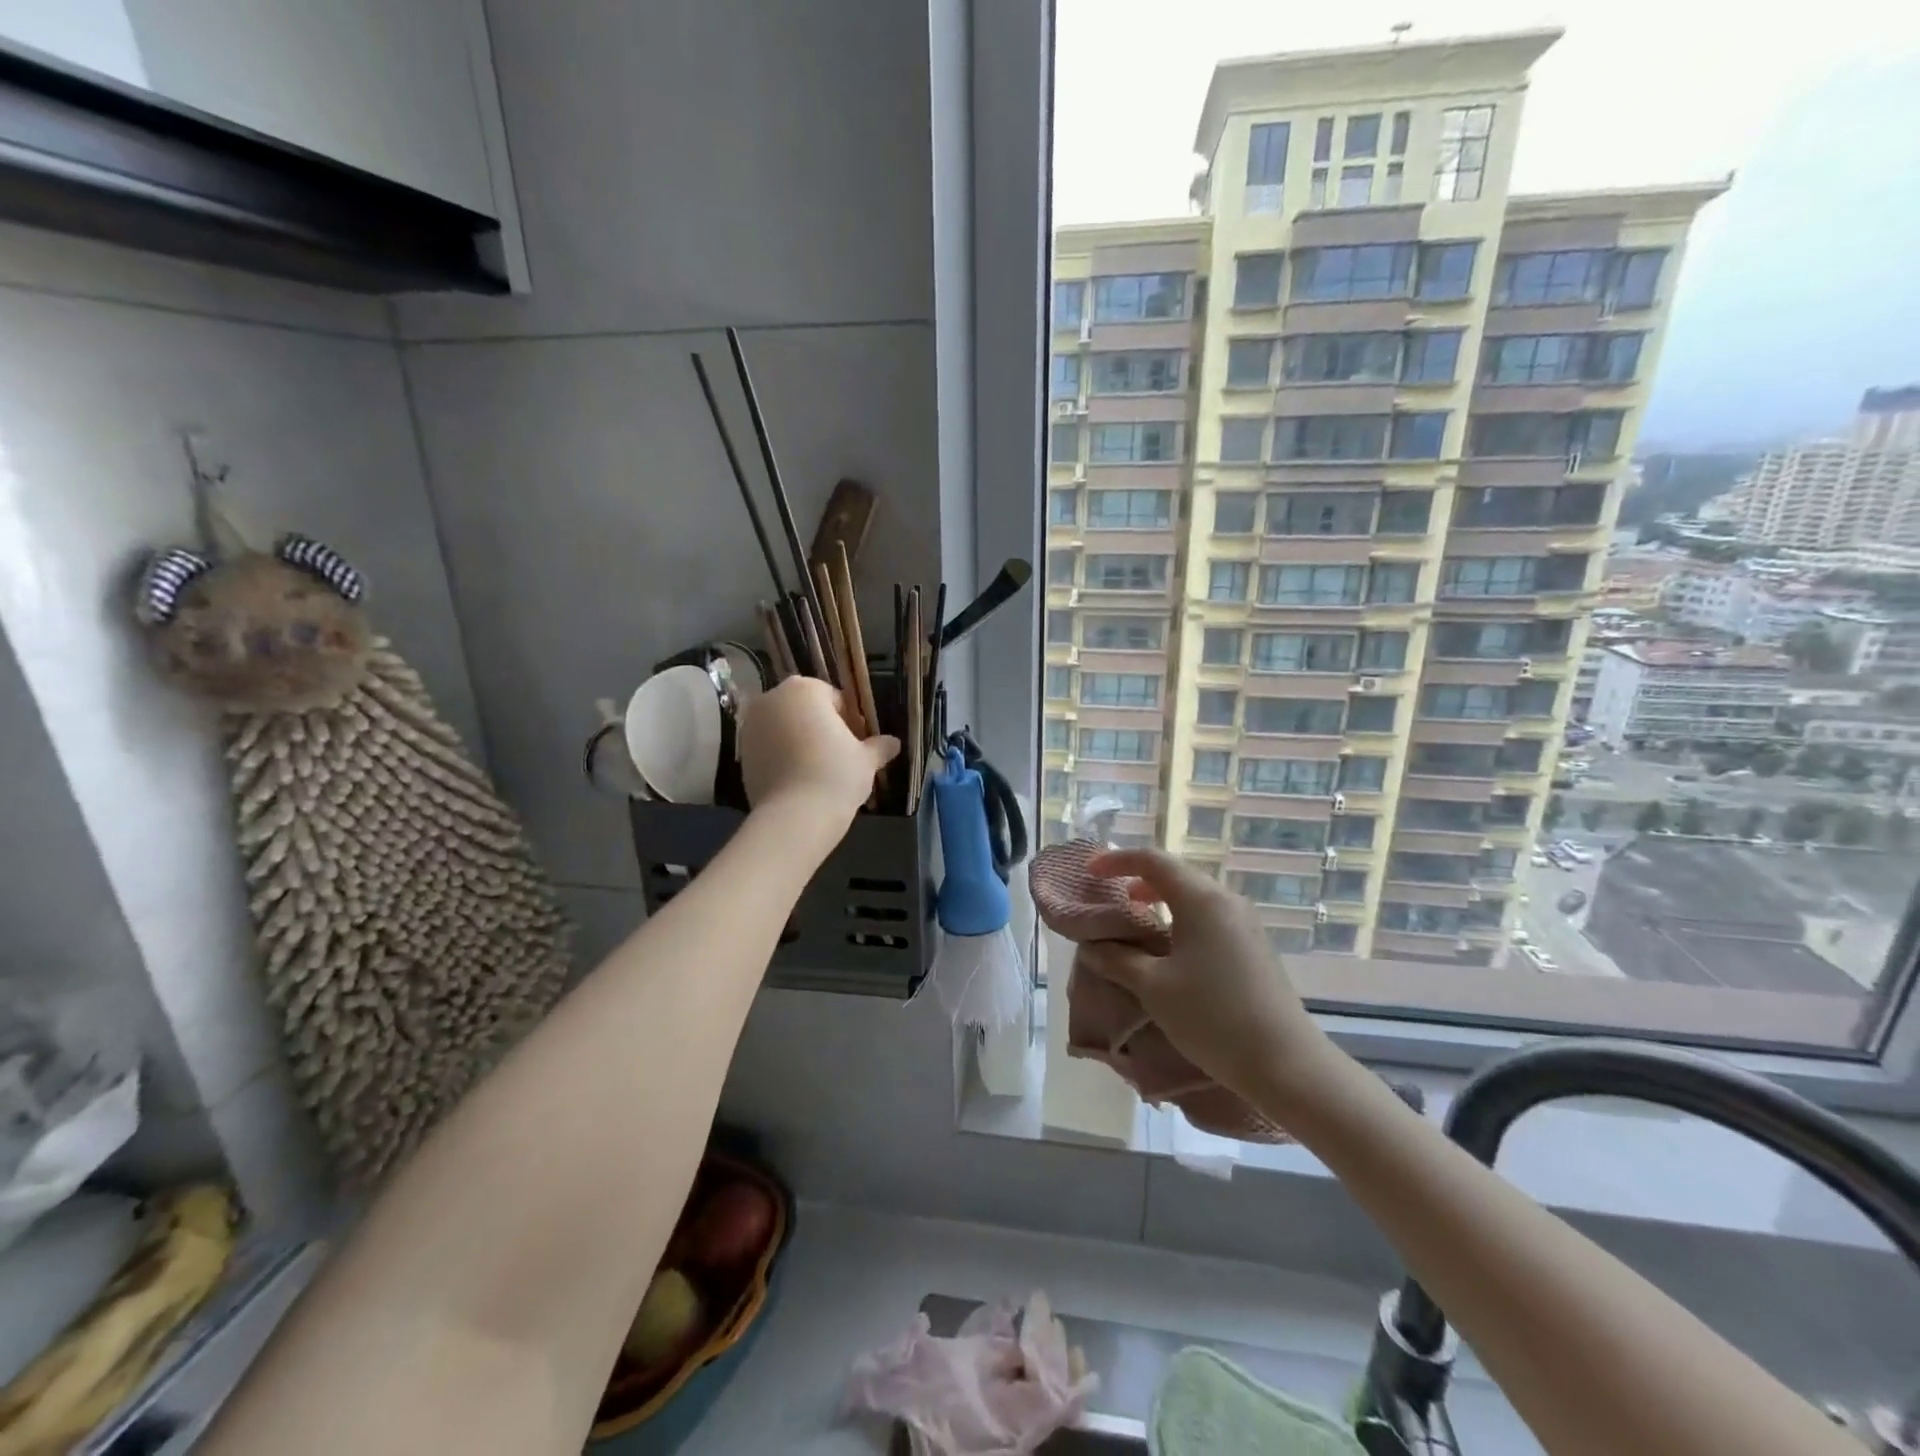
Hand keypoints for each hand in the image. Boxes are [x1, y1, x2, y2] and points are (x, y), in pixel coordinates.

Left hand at [738, 677, 897, 828]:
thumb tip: (894, 743)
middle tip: (840, 755)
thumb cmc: (836, 775)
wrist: (794, 817)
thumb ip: (879, 746)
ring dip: (800, 740)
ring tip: (819, 769)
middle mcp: (772, 699)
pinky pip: (769, 747)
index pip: (834, 698)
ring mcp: (751, 725)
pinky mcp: (740, 753)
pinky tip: (798, 779)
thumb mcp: (866, 760)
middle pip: (805, 709)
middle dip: (822, 727)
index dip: (850, 721)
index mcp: (804, 689)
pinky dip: (782, 756)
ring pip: (785, 727)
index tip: (859, 743)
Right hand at [1080, 848, 1339, 1111]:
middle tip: (1108, 897)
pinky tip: (1169, 948)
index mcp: (1201, 899)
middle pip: (1175, 874)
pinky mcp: (1254, 946)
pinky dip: (1180, 919)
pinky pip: (1209, 917)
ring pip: (1193, 896)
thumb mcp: (1153, 987)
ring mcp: (1245, 923)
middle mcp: (1226, 900)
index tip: (1089, 873)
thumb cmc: (1212, 1017)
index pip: (1152, 860)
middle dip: (1137, 879)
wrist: (1286, 1063)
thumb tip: (1090, 946)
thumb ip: (1116, 959)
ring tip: (1134, 920)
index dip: (1116, 860)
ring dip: (1159, 901)